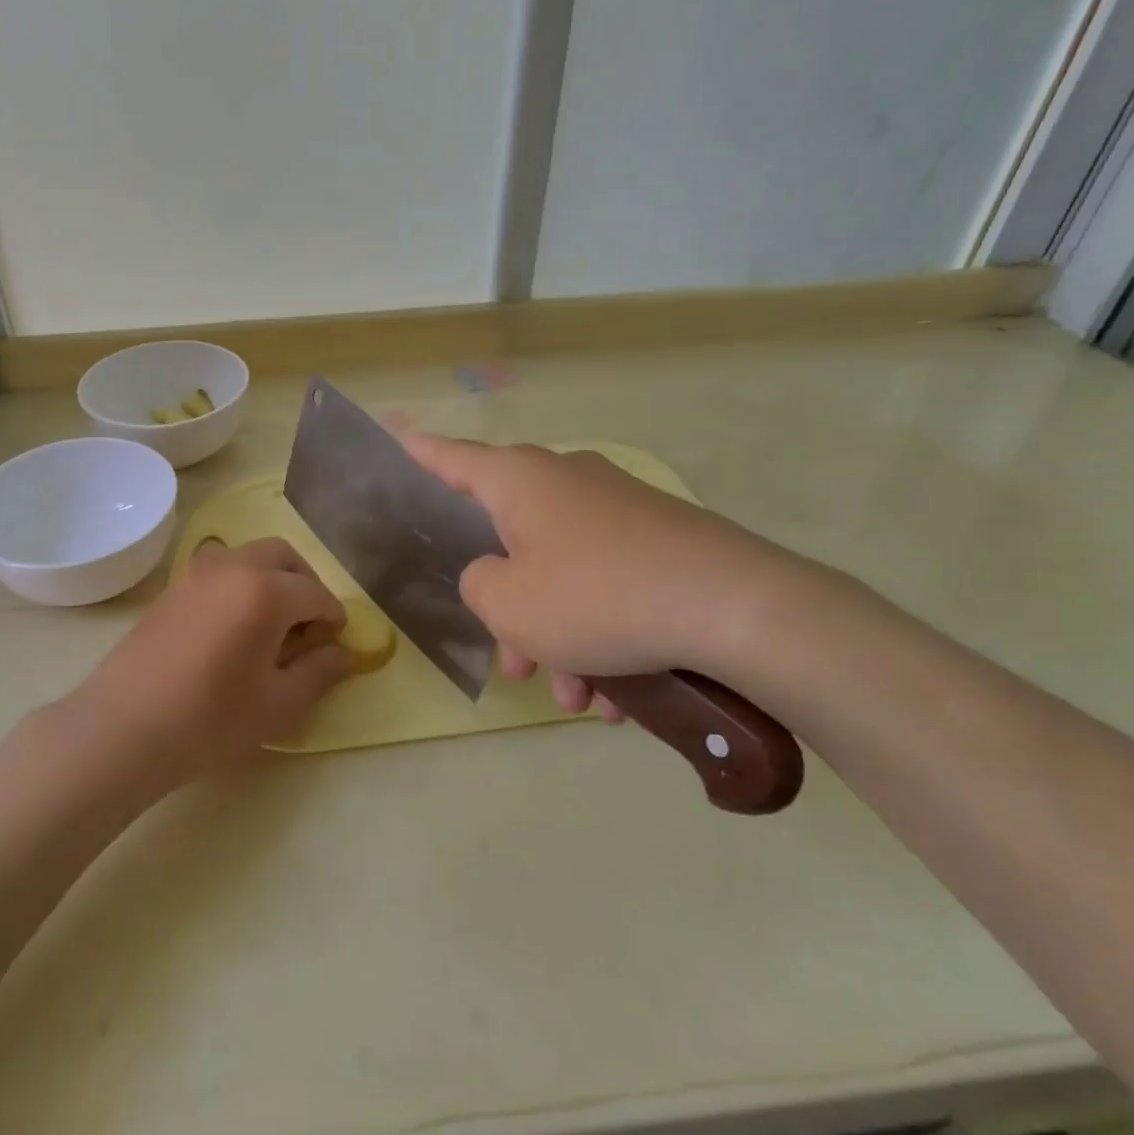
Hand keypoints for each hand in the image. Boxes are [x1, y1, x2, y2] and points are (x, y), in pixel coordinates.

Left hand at [67, 539, 348, 784]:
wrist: (124, 727)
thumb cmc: (211, 720)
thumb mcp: (279, 706)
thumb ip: (319, 673)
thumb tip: (342, 653)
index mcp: (266, 591)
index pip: (315, 593)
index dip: (333, 616)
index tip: (336, 640)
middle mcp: (233, 567)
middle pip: (283, 556)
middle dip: (305, 581)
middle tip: (309, 621)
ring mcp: (197, 573)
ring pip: (248, 556)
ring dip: (272, 577)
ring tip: (272, 622)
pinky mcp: (172, 588)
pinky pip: (219, 570)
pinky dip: (240, 583)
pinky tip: (234, 625)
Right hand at [401, 434, 805, 717]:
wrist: (736, 609)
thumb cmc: (597, 596)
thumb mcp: (508, 604)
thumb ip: (478, 585)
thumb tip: (496, 575)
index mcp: (519, 481)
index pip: (451, 458)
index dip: (420, 452)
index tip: (397, 436)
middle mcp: (566, 482)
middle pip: (511, 540)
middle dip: (508, 608)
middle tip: (515, 666)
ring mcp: (617, 510)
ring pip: (562, 574)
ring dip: (558, 637)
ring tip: (577, 698)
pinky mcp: (660, 541)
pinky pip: (608, 585)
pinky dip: (602, 635)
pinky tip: (619, 696)